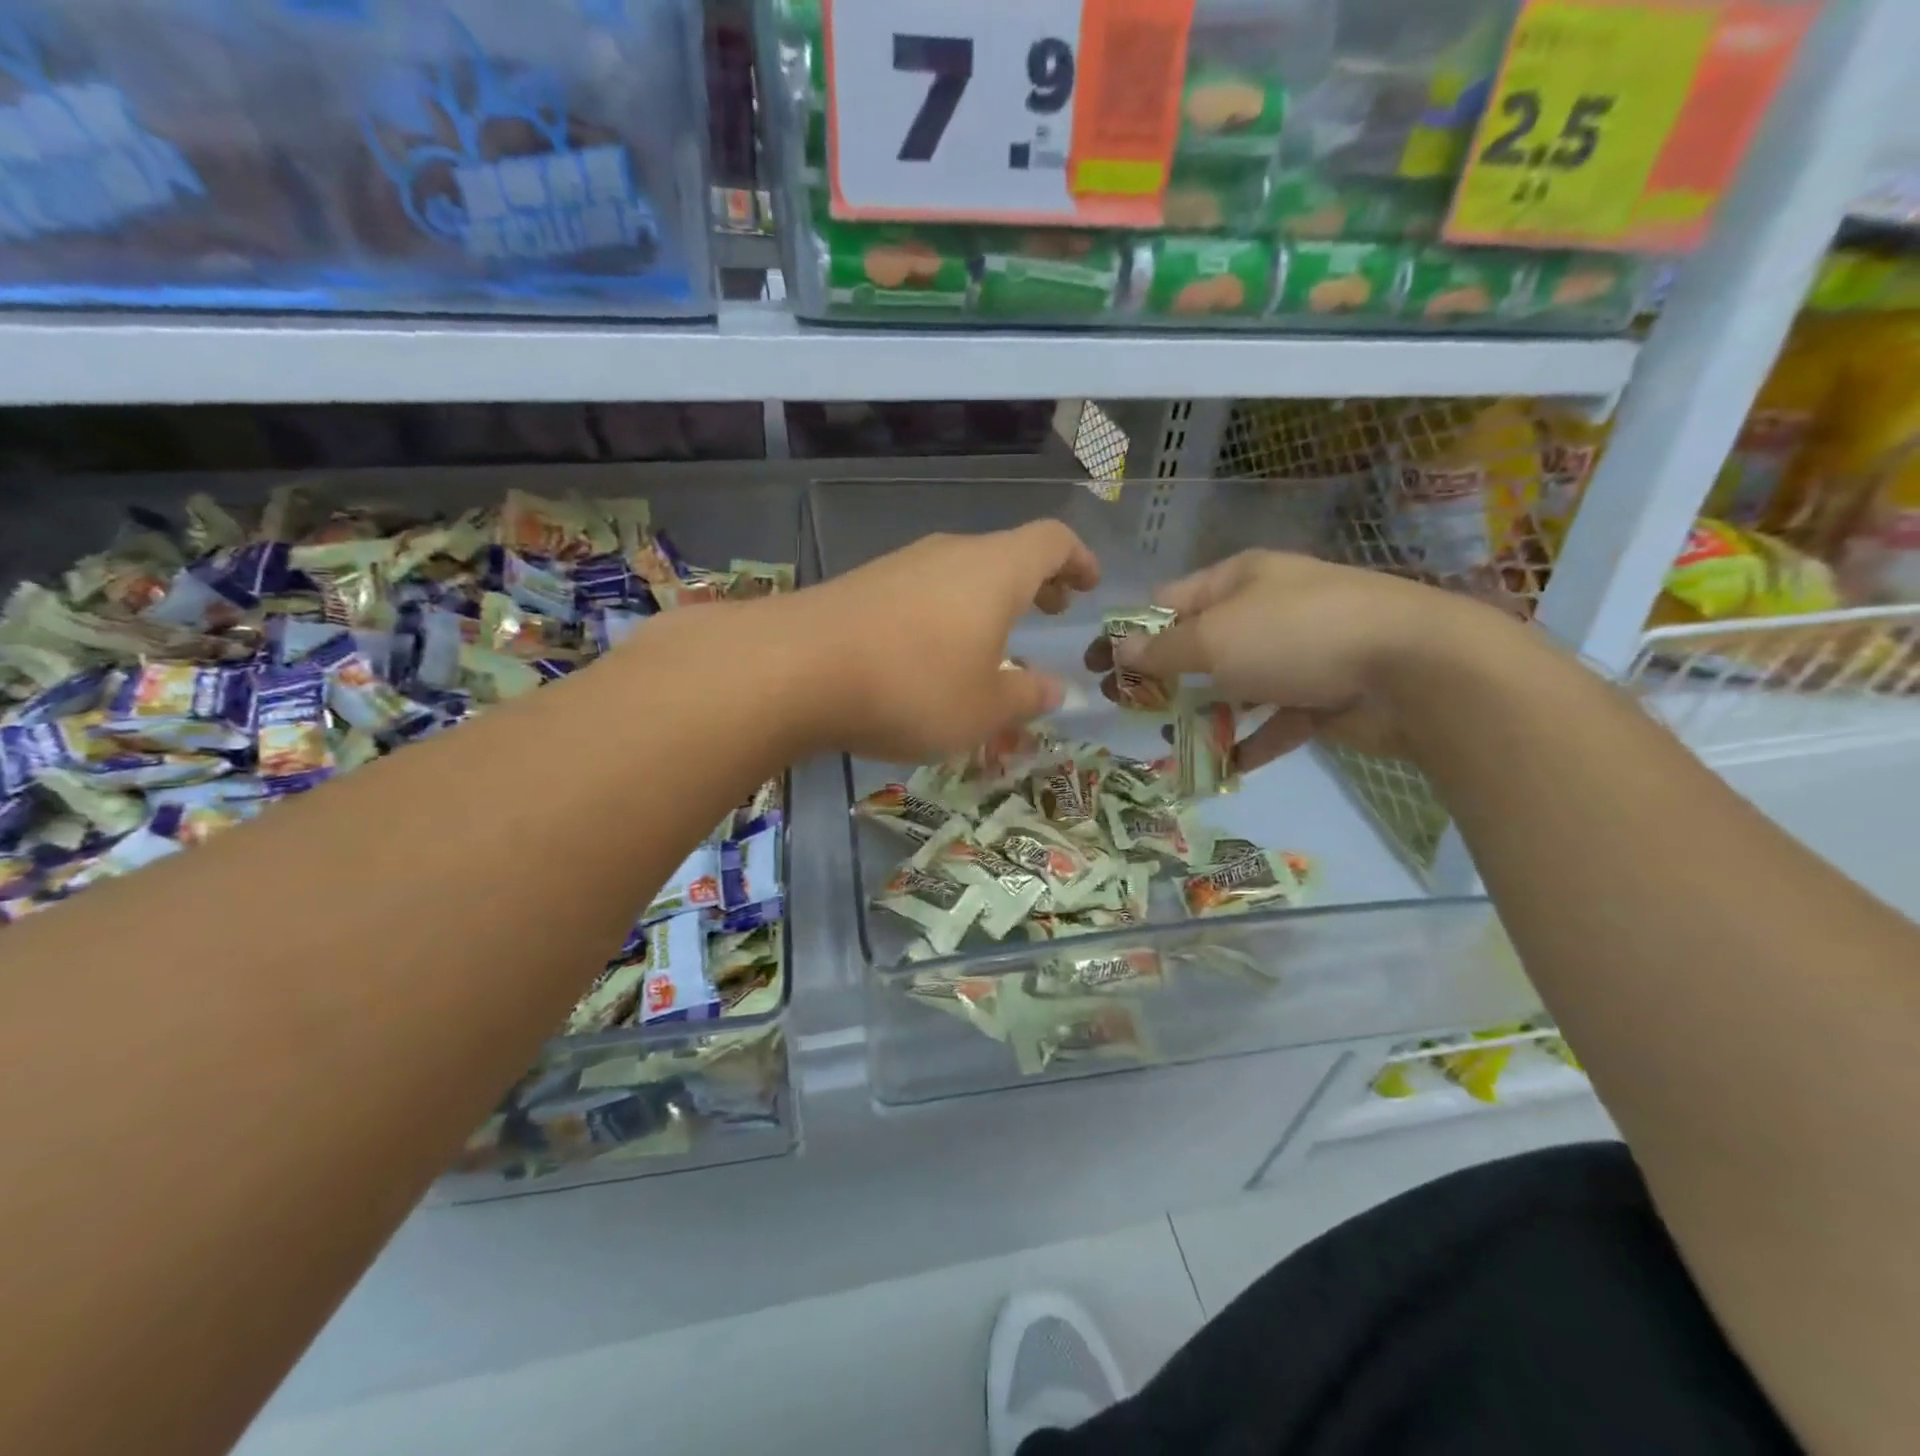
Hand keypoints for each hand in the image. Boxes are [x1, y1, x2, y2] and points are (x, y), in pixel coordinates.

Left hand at [793, 522, 1099, 762]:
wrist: (795, 670)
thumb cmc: (912, 688)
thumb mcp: (983, 709)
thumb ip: (1026, 696)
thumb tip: (1054, 688)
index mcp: (995, 570)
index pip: (1052, 541)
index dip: (1078, 559)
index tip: (1089, 584)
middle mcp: (950, 554)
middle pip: (1005, 553)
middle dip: (1035, 581)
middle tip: (1051, 609)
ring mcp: (900, 565)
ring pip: (961, 574)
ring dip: (987, 601)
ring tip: (994, 643)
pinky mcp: (862, 586)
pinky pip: (922, 592)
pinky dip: (946, 614)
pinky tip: (933, 654)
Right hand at [1087, 551, 1501, 770]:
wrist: (1412, 669)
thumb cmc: (1296, 636)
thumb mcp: (1214, 639)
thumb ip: (1162, 651)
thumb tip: (1116, 650)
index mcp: (1239, 580)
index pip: (1169, 603)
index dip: (1130, 632)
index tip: (1099, 665)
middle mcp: (1266, 611)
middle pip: (1199, 645)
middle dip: (1161, 677)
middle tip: (1124, 706)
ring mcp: (1298, 654)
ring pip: (1235, 686)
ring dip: (1202, 713)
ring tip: (1168, 743)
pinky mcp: (1322, 695)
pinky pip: (1275, 720)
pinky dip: (1251, 741)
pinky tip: (1226, 767)